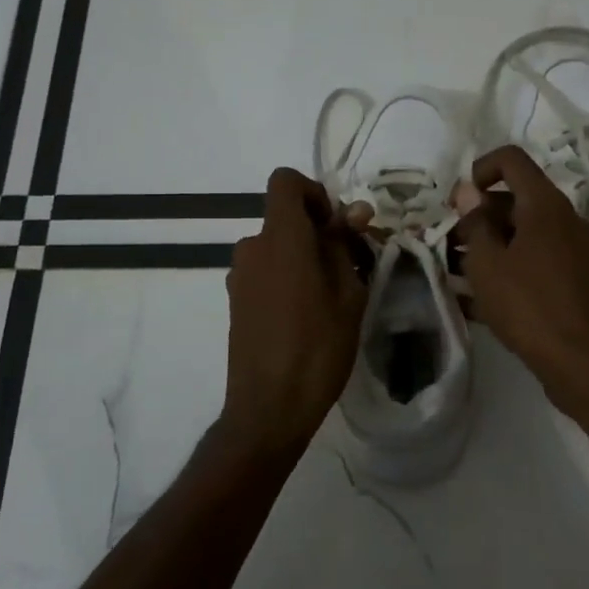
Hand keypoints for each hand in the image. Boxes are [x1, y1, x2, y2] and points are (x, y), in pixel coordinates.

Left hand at [221, 168, 369, 463]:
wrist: (269, 407)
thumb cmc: (318, 347)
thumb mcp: (348, 293)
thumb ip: (345, 245)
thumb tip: (353, 211)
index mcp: (281, 237)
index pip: (285, 181)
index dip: (315, 193)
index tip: (338, 226)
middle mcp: (252, 247)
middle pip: (285, 218)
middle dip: (318, 232)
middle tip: (350, 267)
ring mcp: (239, 276)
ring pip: (277, 247)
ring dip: (304, 258)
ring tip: (332, 298)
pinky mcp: (235, 301)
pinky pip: (266, 271)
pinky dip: (287, 278)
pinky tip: (307, 316)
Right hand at [453, 145, 588, 411]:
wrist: (583, 361)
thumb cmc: (528, 305)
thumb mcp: (488, 264)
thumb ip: (474, 223)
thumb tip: (467, 191)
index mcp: (545, 204)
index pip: (511, 160)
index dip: (479, 169)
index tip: (458, 202)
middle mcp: (565, 219)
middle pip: (516, 199)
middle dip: (479, 216)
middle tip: (450, 245)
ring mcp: (574, 250)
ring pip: (524, 233)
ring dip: (491, 245)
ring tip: (458, 273)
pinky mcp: (576, 279)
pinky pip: (536, 260)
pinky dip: (509, 268)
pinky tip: (479, 299)